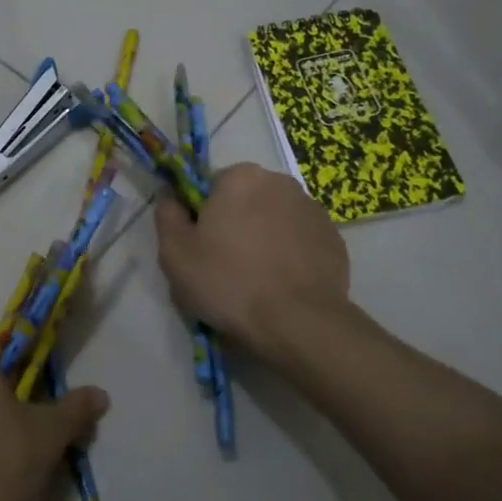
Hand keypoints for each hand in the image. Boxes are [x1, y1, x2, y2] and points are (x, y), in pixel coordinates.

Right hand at [154, 163, 354, 360]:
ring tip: (256, 278)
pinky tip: (281, 283)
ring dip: (264, 237)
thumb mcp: (175, 253)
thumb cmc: (228, 282)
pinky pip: (300, 239)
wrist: (298, 322)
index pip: (210, 186)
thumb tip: (169, 194)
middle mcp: (281, 182)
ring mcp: (313, 209)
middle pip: (245, 199)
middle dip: (235, 223)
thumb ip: (167, 214)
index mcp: (241, 177)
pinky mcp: (334, 238)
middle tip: (224, 264)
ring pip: (274, 218)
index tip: (200, 246)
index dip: (201, 215)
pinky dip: (289, 253)